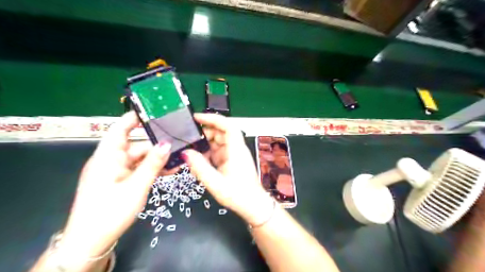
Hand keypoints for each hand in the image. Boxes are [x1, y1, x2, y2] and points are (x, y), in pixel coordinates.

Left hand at [59, 112, 171, 259]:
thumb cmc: (111, 211)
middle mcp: (111, 160)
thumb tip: (167, 144)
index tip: (155, 111)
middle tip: (178, 143)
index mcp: (108, 156)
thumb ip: (153, 164)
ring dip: (157, 160)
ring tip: (178, 160)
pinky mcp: (119, 180)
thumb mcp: (136, 186)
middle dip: (157, 145)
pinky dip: (151, 169)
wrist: (91, 242)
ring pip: (140, 159)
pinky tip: (168, 171)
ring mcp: (116, 171)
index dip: (135, 118)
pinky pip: (137, 170)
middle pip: (136, 145)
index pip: (120, 129)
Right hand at [183, 113, 274, 224]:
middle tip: (188, 135)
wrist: (252, 205)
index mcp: (236, 150)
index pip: (227, 126)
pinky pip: (219, 151)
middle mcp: (236, 149)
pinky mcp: (231, 161)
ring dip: (205, 143)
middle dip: (205, 131)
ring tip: (190, 147)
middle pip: (221, 132)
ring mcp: (234, 155)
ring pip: (219, 142)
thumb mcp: (215, 183)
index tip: (197, 117)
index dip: (213, 118)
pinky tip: (199, 159)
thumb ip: (200, 167)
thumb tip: (186, 153)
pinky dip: (208, 152)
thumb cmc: (238, 194)